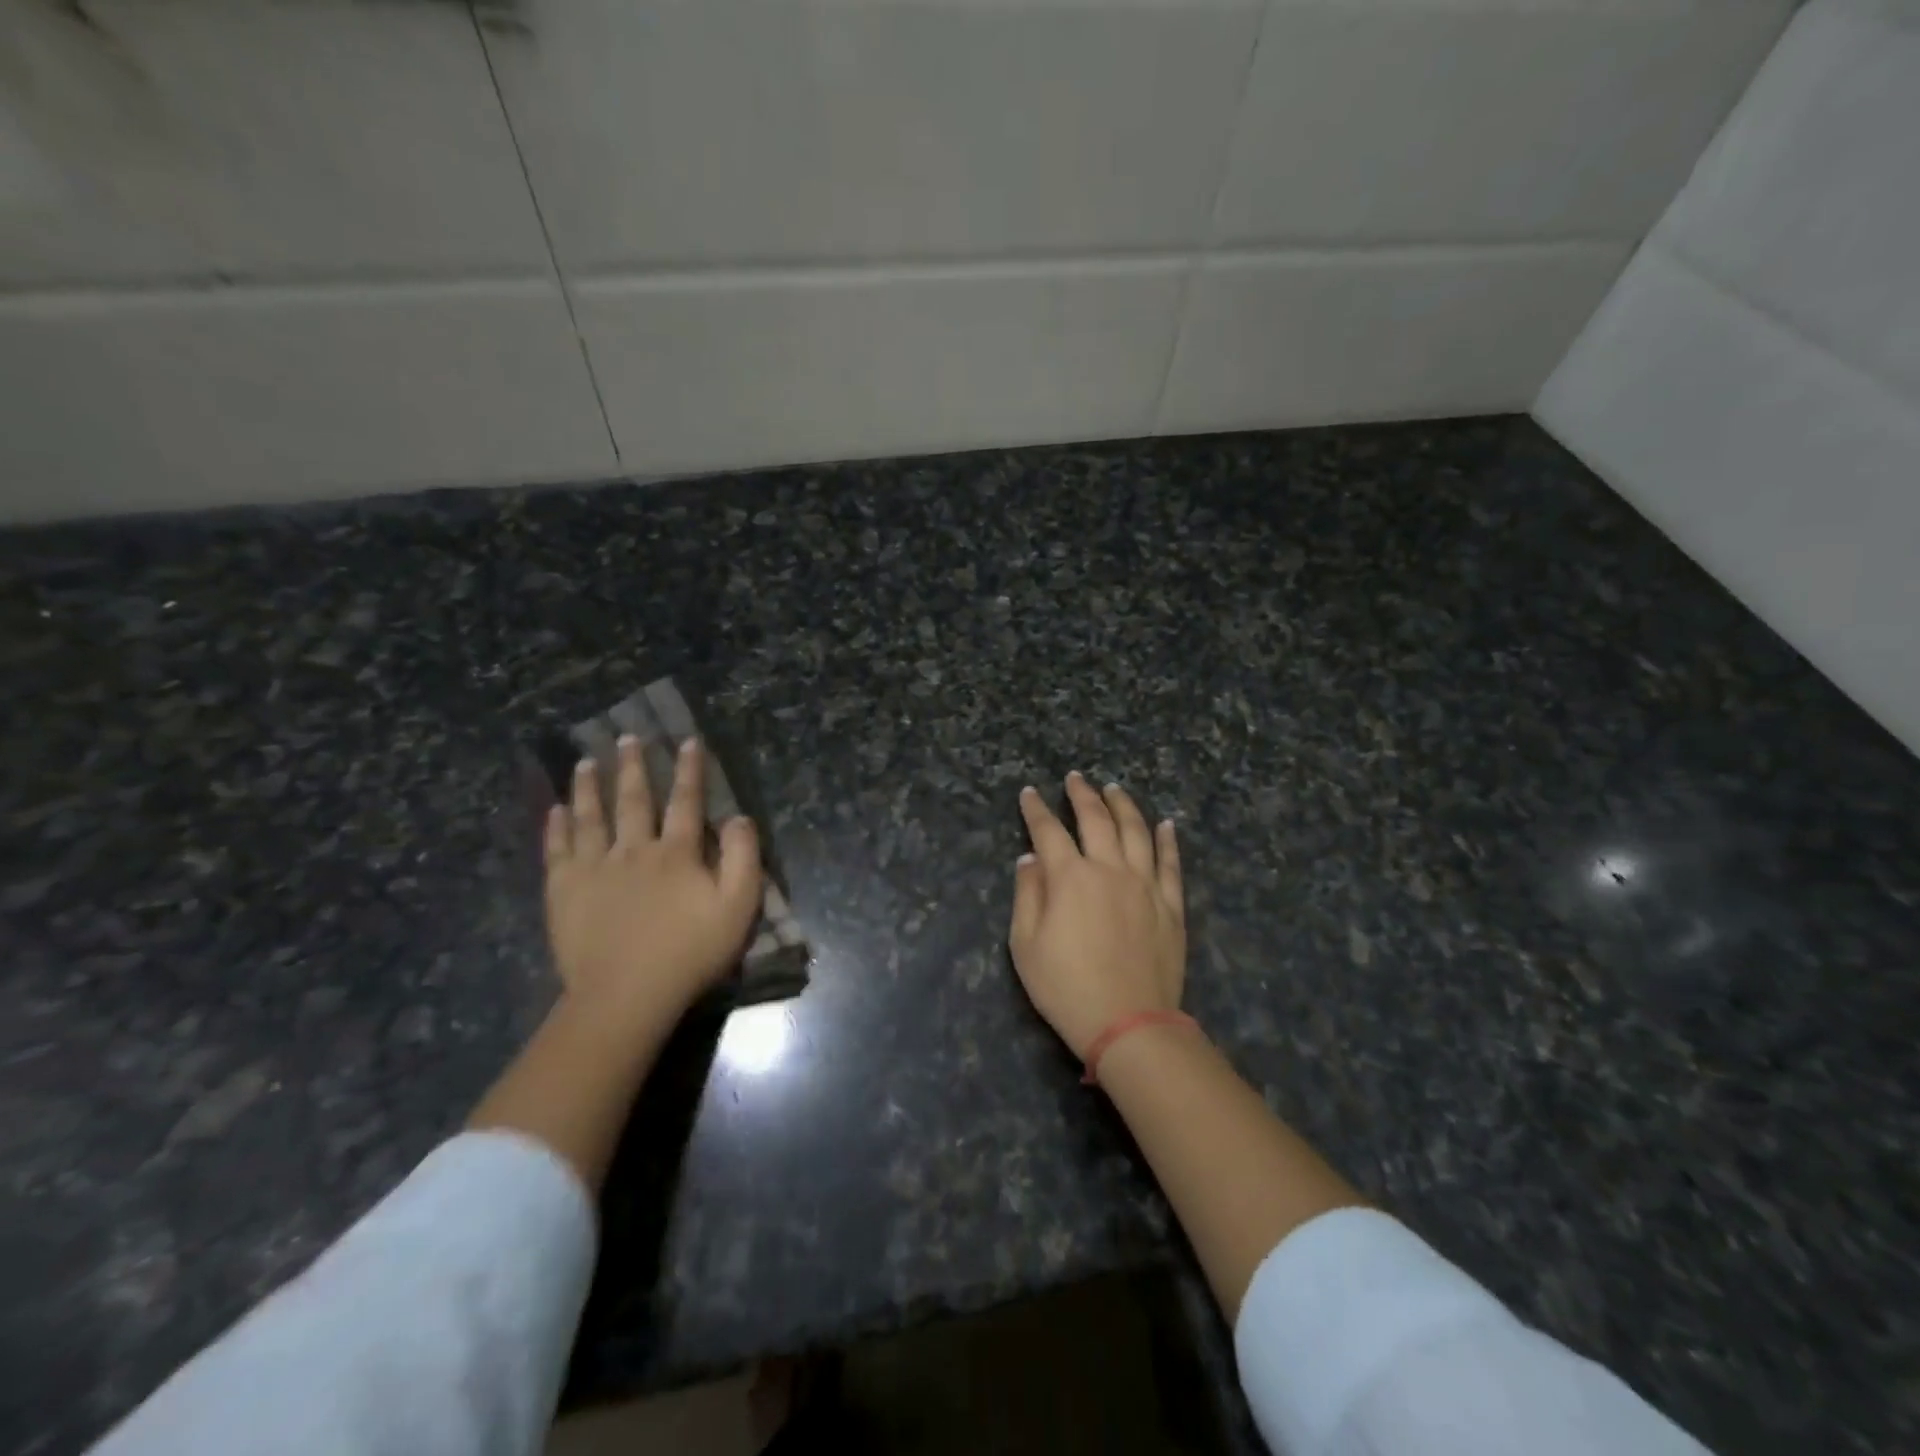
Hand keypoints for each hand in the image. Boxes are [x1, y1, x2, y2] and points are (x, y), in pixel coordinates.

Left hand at [543, 736, 762, 1031]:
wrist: (626, 995)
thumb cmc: (690, 952)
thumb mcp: (738, 907)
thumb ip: (743, 858)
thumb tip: (739, 817)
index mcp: (677, 854)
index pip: (686, 802)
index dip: (689, 770)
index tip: (687, 741)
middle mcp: (634, 850)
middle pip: (634, 800)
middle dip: (634, 767)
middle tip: (627, 738)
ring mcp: (594, 869)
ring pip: (591, 817)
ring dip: (589, 787)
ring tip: (586, 762)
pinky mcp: (564, 892)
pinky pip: (558, 851)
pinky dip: (557, 827)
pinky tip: (556, 810)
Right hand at [1009, 773, 1184, 1058]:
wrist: (1128, 1022)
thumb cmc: (1065, 987)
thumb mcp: (1025, 945)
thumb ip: (1028, 894)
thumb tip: (1031, 858)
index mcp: (1070, 877)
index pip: (1049, 831)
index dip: (1036, 810)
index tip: (1029, 793)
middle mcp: (1109, 869)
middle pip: (1096, 819)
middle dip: (1082, 795)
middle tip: (1075, 778)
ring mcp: (1145, 884)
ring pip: (1136, 831)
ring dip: (1123, 805)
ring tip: (1114, 788)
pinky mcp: (1170, 905)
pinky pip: (1171, 863)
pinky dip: (1168, 840)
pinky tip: (1166, 824)